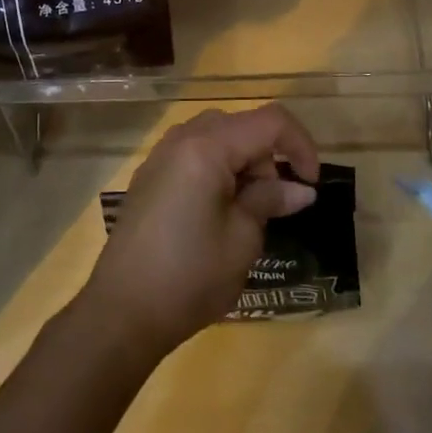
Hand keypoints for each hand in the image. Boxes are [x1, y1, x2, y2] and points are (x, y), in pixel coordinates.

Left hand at [83, 105, 318, 359]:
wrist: (122, 311)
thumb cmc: (190, 276)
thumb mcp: (242, 239)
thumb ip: (270, 201)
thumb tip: (300, 189)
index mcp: (207, 147)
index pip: (270, 121)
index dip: (300, 145)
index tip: (310, 184)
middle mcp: (181, 139)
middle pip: (242, 125)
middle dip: (269, 155)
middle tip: (276, 202)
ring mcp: (161, 156)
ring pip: (217, 136)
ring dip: (244, 161)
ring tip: (248, 209)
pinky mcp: (150, 176)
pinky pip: (194, 153)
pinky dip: (218, 168)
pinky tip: (218, 210)